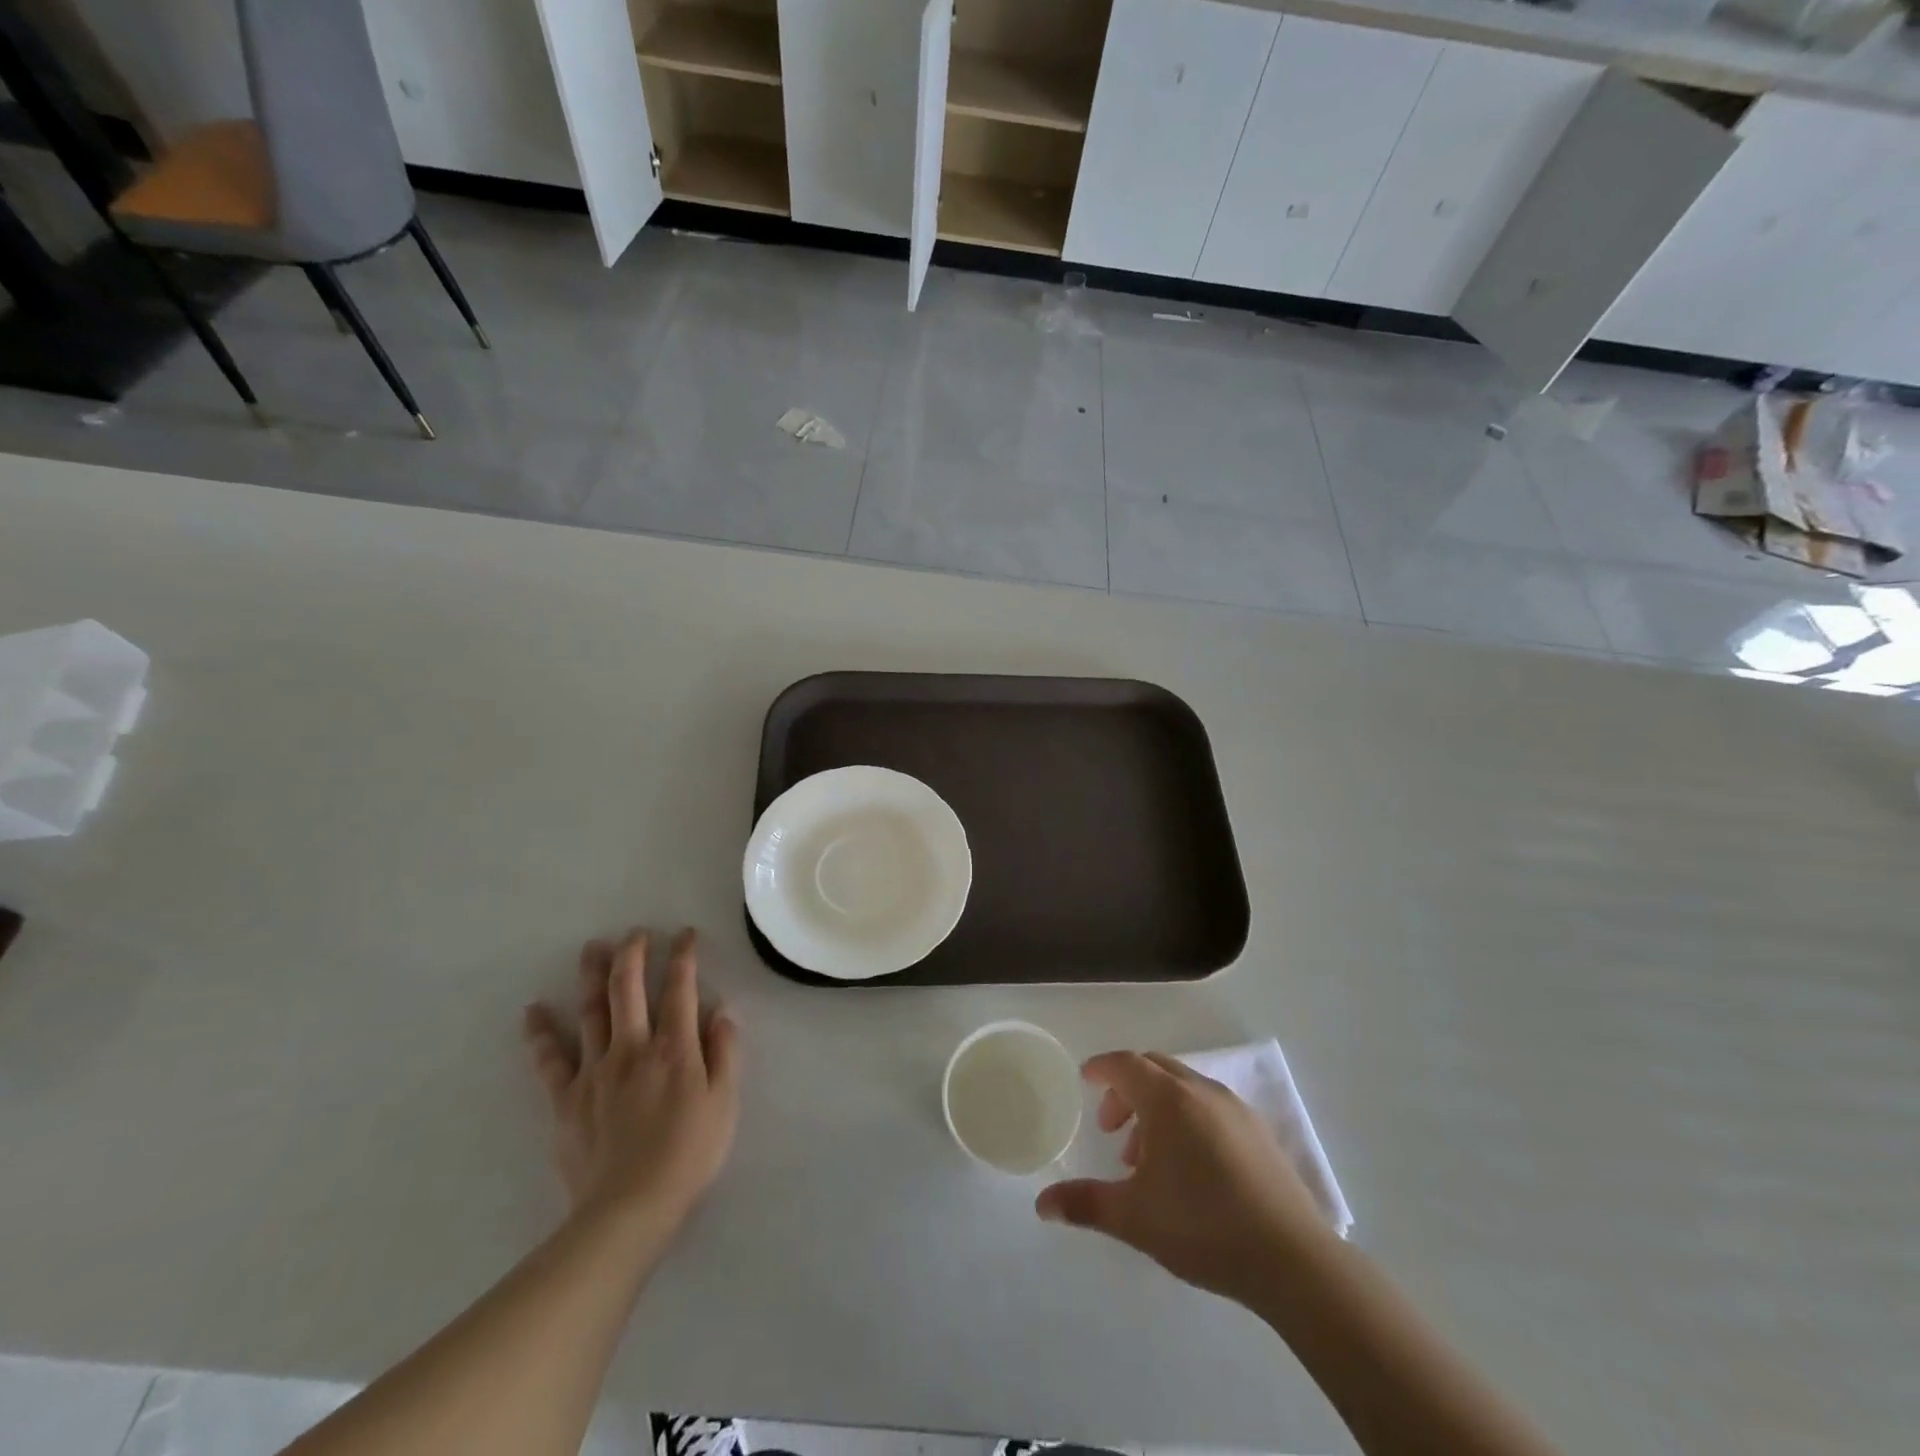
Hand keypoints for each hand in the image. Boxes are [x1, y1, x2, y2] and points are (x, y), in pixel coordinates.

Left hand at [523, 928, 739, 1234]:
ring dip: (592, 975)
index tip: (685, 934)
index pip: (680, 988)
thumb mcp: (725, 1102)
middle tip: (636, 932)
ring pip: (591, 1011)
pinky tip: (534, 1010)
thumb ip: (725, 1052)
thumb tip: (723, 1009)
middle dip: (633, 953)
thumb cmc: (689, 1154)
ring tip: (593, 948)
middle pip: (629, 988)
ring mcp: (594, 1071)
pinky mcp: (566, 1098)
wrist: (629, 1210)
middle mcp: (633, 1047)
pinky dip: (541, 1033)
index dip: (683, 956)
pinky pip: (550, 1059)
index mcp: (674, 1047)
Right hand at [1036, 1051, 1331, 1304]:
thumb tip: (1042, 1204)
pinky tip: (1188, 1167)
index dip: (1101, 1068)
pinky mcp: (1259, 1132)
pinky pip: (1209, 1106)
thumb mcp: (1134, 1218)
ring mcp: (1235, 1109)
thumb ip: (1085, 1204)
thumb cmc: (1203, 1227)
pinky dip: (1186, 1118)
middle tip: (1110, 1128)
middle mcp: (1201, 1091)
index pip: (1125, 1064)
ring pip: (1183, 1087)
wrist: (1292, 1261)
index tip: (1084, 1079)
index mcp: (1169, 1099)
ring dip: (1156, 1107)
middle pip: (1154, 1068)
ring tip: (1146, 1157)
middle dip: (1126, 1089)